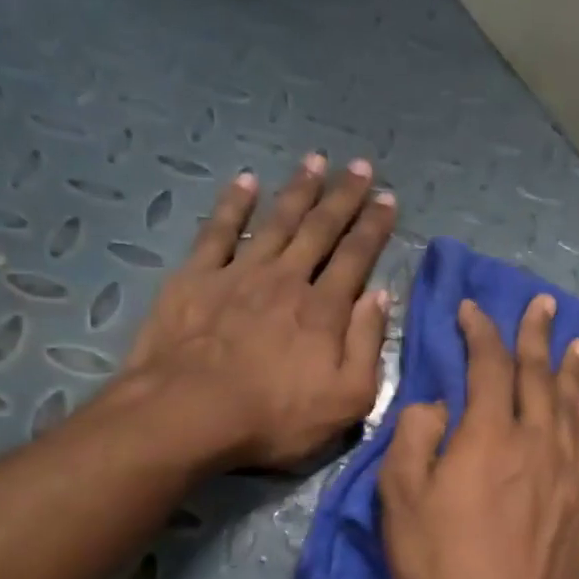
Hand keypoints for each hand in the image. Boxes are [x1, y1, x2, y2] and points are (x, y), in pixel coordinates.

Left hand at [118, 154, 395, 470]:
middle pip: (320, 229)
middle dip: (343, 197)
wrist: (189, 414)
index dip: (374, 227)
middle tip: (360, 166)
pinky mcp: (195, 277)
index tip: (388, 199)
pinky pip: (218, 230)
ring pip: (276, 221)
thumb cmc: (275, 417)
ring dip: (298, 190)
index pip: (356, 257)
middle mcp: (286, 279)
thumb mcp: (347, 399)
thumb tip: (380, 297)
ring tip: (315, 160)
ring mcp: (238, 273)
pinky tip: (245, 181)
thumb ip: (368, 346)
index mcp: (324, 310)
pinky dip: (232, 203)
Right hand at [379, 294, 578, 578]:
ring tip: (576, 342)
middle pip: (538, 376)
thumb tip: (435, 405)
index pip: (488, 365)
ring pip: (572, 406)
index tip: (473, 309)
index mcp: (489, 435)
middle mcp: (537, 442)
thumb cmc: (442, 566)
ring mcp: (568, 473)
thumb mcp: (400, 500)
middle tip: (543, 304)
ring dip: (570, 369)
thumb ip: (413, 438)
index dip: (480, 331)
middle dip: (536, 335)